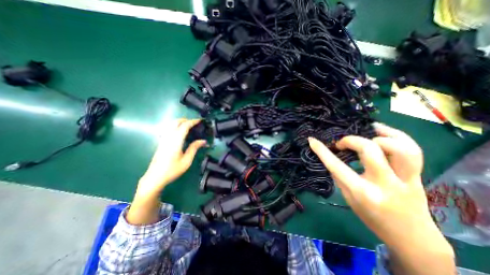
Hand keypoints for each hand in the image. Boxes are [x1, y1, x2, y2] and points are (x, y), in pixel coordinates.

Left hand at [137, 118, 205, 194]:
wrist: (155, 177)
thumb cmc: (172, 170)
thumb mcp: (187, 160)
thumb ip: (194, 148)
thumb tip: (203, 141)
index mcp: (176, 141)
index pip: (184, 126)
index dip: (193, 121)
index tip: (200, 120)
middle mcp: (168, 137)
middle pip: (176, 122)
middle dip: (186, 120)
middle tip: (195, 124)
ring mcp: (163, 139)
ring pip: (171, 124)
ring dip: (180, 122)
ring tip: (189, 126)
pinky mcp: (161, 142)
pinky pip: (168, 129)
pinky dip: (175, 126)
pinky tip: (179, 132)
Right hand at [308, 122, 452, 274]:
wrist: (411, 236)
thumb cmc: (372, 217)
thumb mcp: (348, 198)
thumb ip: (340, 177)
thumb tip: (331, 157)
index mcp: (363, 192)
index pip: (337, 166)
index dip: (322, 151)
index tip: (312, 140)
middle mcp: (385, 183)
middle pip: (370, 150)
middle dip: (351, 140)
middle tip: (341, 144)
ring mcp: (406, 178)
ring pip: (400, 148)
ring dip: (379, 137)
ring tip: (367, 132)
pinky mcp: (418, 175)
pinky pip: (414, 149)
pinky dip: (397, 135)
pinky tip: (382, 131)